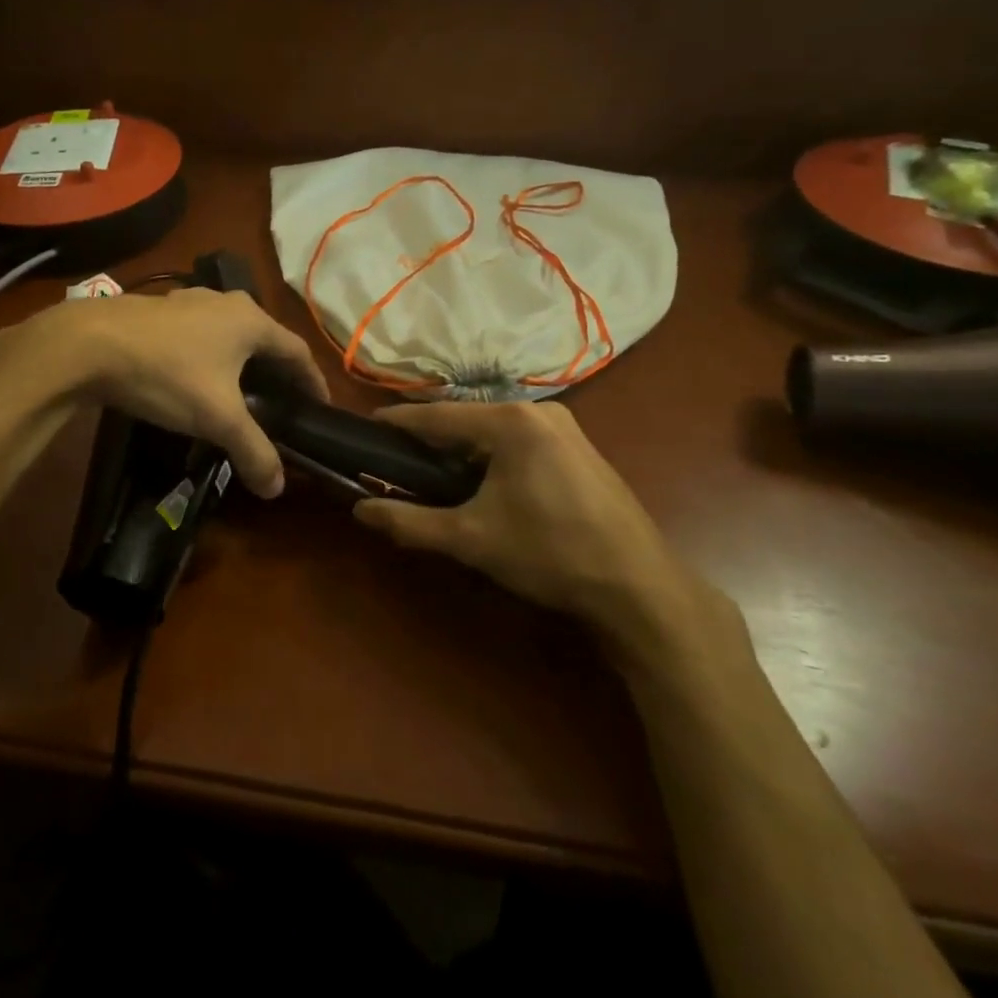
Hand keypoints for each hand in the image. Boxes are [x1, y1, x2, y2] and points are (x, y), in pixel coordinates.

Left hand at [16, 288, 329, 497]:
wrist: (87, 344)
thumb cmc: (167, 374)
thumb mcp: (217, 418)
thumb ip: (253, 450)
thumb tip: (278, 488)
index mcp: (251, 321)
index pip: (297, 352)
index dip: (313, 381)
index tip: (320, 408)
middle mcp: (226, 302)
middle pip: (265, 340)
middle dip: (277, 372)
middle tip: (282, 405)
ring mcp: (189, 301)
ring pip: (229, 335)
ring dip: (241, 362)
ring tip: (241, 394)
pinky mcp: (159, 311)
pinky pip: (200, 335)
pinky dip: (209, 357)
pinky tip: (195, 379)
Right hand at [353, 401, 735, 668]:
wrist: (637, 586)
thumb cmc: (549, 553)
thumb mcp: (471, 539)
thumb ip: (409, 522)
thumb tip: (359, 510)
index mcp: (510, 422)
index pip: (437, 416)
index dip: (397, 422)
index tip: (365, 426)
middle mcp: (538, 412)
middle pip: (466, 419)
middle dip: (429, 439)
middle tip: (394, 460)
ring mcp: (565, 428)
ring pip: (493, 430)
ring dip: (460, 449)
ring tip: (430, 474)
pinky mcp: (579, 449)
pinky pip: (518, 441)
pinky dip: (490, 456)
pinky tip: (480, 484)